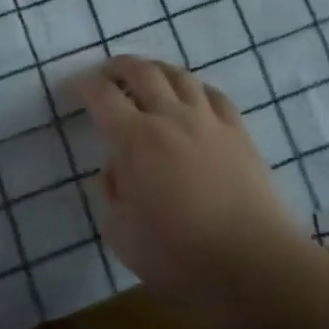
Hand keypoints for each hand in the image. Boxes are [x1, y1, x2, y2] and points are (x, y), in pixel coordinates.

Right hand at [75, 56, 309, 324]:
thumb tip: (118, 169)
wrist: (254, 263)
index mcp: (136, 140)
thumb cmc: (180, 255)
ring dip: (157, 69)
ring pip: (180, 76)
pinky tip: (193, 96)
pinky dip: (195, 88)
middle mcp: (170, 118)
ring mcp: (208, 122)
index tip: (74, 86)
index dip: (84, 85)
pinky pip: (214, 95)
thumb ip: (112, 193)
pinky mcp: (238, 133)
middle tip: (107, 73)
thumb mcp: (122, 235)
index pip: (102, 96)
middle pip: (142, 71)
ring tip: (147, 76)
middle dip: (118, 66)